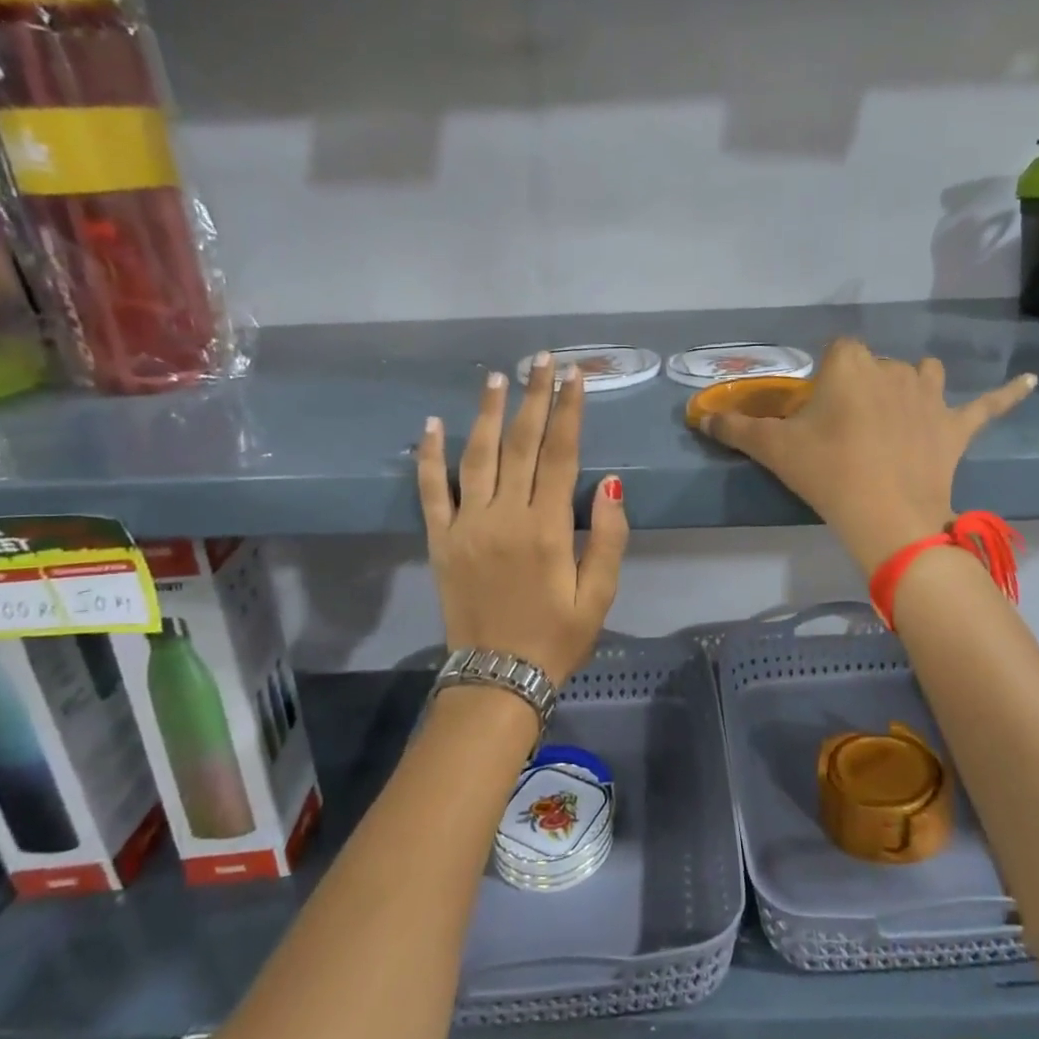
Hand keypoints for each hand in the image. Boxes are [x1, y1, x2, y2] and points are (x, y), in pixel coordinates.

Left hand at [416, 354, 628, 684]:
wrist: (497, 679)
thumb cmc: (557, 638)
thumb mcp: (599, 596)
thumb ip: (608, 538)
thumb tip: (609, 484)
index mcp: (547, 528)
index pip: (561, 454)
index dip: (569, 412)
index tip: (575, 376)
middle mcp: (505, 516)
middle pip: (521, 444)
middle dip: (534, 397)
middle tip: (540, 359)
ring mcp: (467, 525)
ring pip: (476, 456)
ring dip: (487, 412)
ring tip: (496, 376)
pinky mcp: (440, 540)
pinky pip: (431, 491)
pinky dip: (429, 456)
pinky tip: (432, 423)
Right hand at [698, 338, 1036, 573]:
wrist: (886, 516)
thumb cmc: (827, 473)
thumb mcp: (774, 449)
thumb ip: (736, 428)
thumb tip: (698, 417)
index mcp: (851, 363)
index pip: (836, 351)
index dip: (825, 380)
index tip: (817, 413)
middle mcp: (894, 367)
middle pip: (874, 366)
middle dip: (861, 389)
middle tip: (845, 433)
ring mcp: (931, 395)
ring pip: (922, 375)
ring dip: (911, 387)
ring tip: (897, 415)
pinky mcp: (957, 425)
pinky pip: (987, 405)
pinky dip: (1006, 395)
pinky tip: (1028, 382)